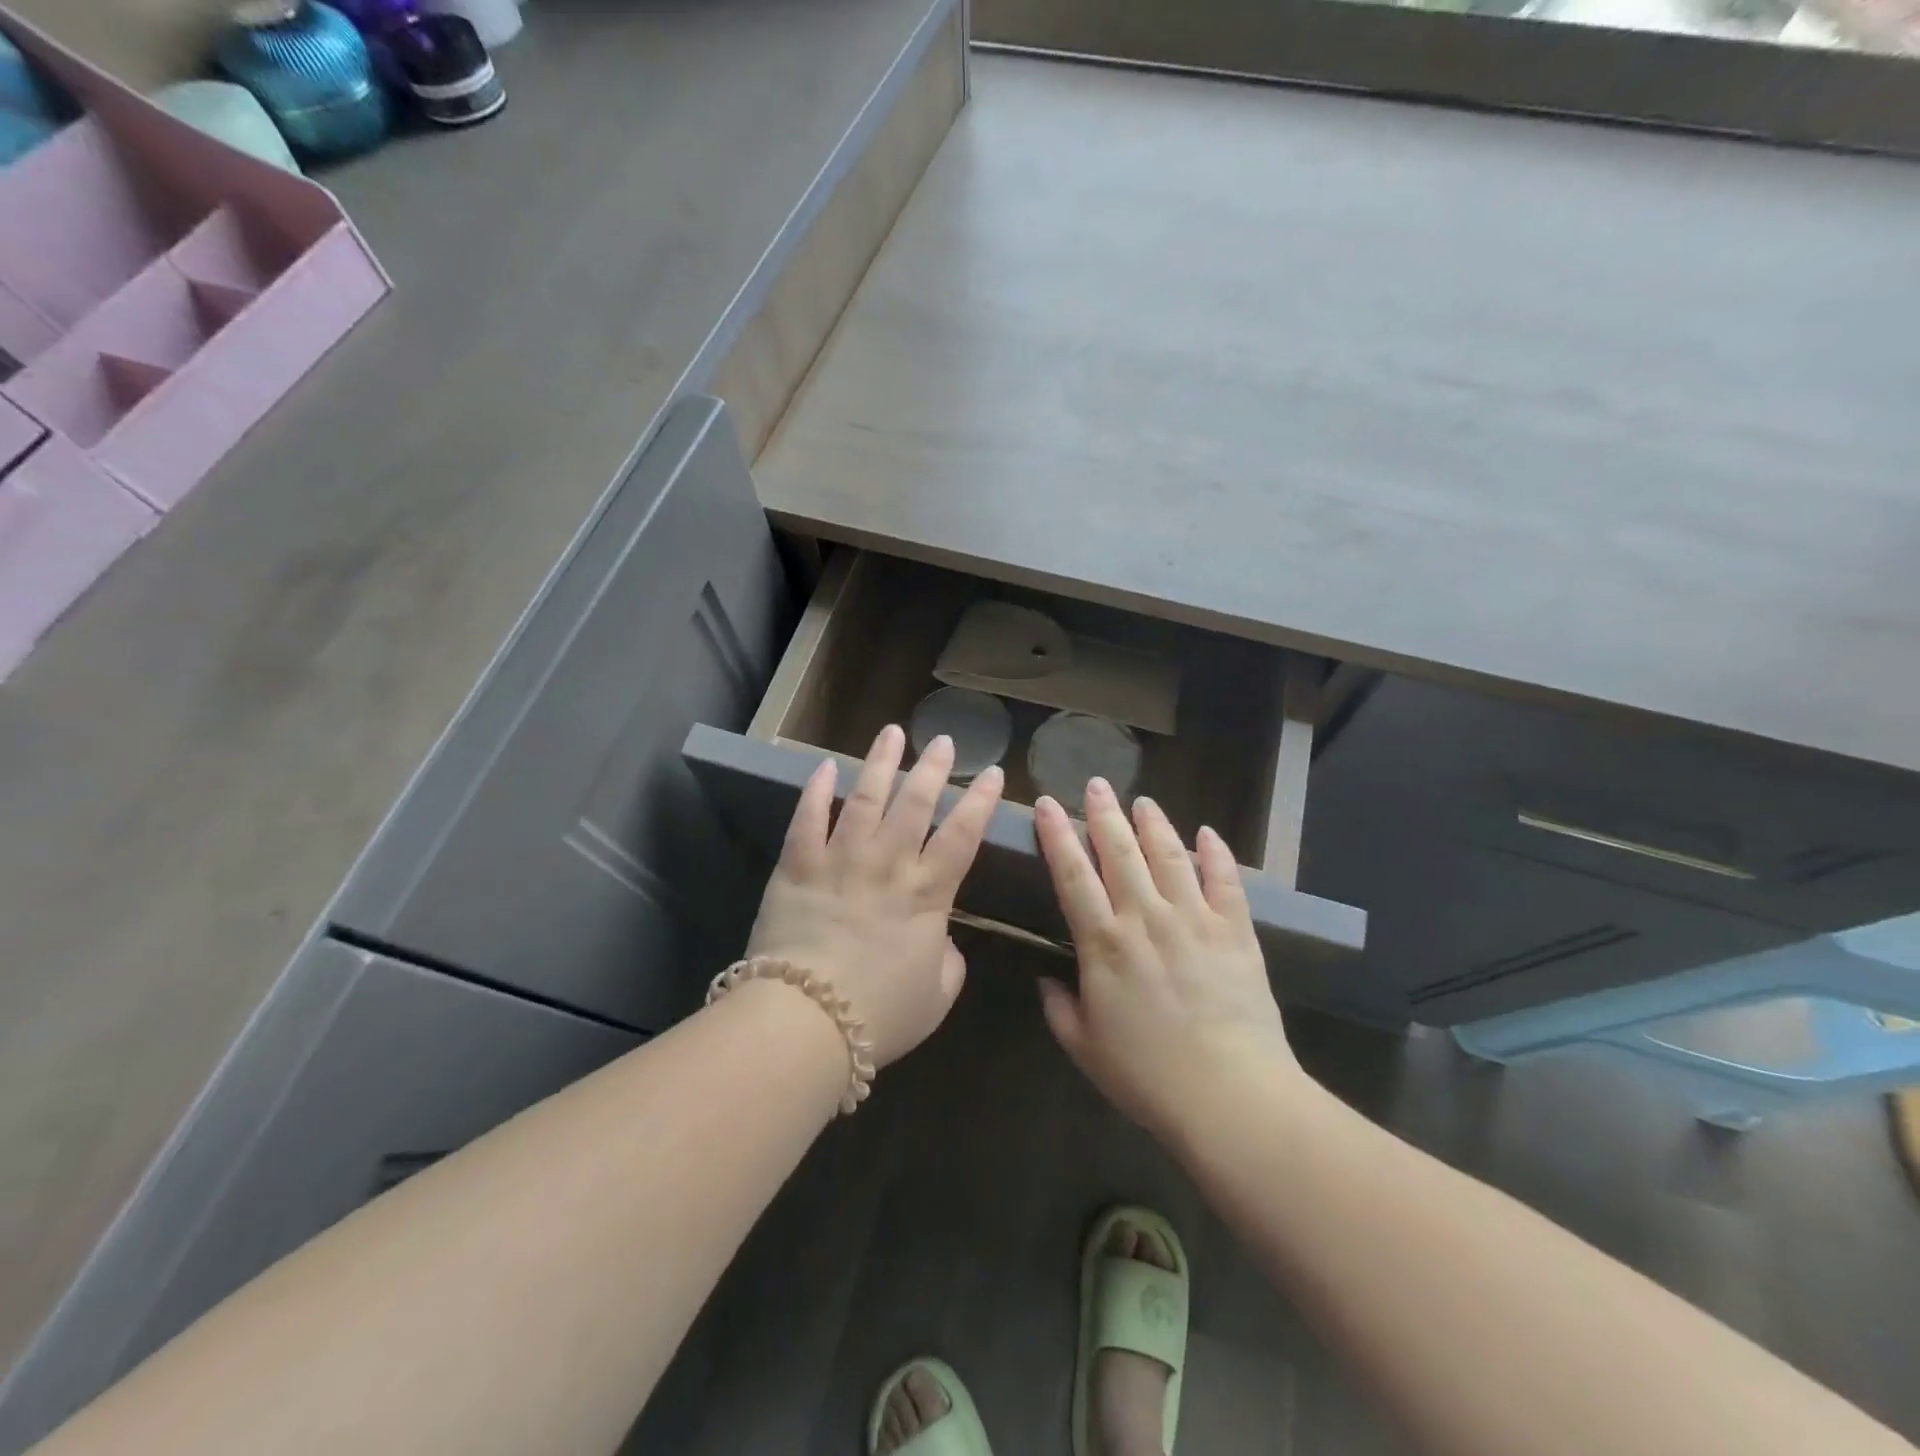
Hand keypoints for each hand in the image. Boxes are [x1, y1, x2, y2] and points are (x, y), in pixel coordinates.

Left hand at [745, 724, 1003, 1066]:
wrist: (806, 1022)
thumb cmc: (881, 1015)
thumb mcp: (937, 996)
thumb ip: (948, 960)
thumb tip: (942, 938)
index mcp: (927, 894)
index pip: (963, 835)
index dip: (980, 801)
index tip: (993, 772)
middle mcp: (887, 864)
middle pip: (915, 803)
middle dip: (933, 768)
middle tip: (943, 740)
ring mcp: (840, 860)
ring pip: (864, 798)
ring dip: (880, 763)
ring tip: (891, 732)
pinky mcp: (797, 867)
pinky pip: (806, 820)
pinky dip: (815, 790)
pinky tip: (824, 766)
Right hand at [1033, 778, 1304, 1144]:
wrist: (1230, 1096)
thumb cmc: (1148, 1077)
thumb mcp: (1085, 1048)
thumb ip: (1059, 1008)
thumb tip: (1045, 979)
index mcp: (1104, 944)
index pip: (1073, 875)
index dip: (1057, 836)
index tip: (1046, 804)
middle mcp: (1146, 918)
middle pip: (1121, 852)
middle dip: (1104, 814)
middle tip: (1095, 784)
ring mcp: (1194, 920)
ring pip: (1170, 856)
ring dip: (1154, 824)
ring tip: (1142, 801)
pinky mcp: (1236, 932)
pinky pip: (1225, 881)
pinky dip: (1216, 854)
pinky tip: (1207, 833)